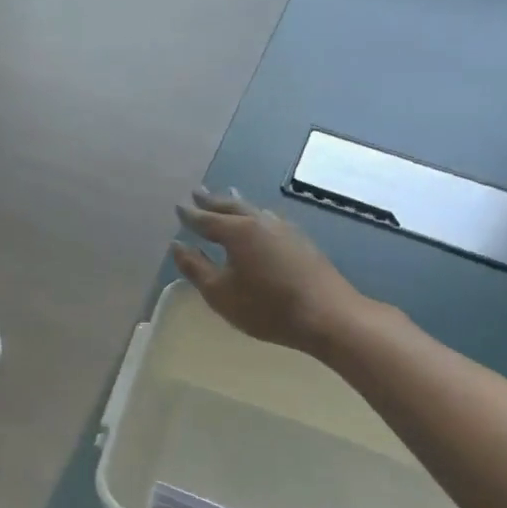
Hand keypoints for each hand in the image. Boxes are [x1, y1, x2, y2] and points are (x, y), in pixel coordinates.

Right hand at [171, 188, 369, 356]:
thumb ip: (196, 268)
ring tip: (228, 194)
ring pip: (254, 209)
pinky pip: (270, 219)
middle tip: (198, 192)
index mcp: (237, 231)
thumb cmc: (266, 307)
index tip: (178, 206)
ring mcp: (285, 230)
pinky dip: (256, 214)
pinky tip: (261, 219)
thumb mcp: (220, 293)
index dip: (190, 215)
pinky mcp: (301, 241)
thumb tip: (177, 246)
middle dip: (213, 200)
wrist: (329, 316)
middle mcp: (260, 222)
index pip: (207, 219)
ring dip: (237, 203)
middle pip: (232, 206)